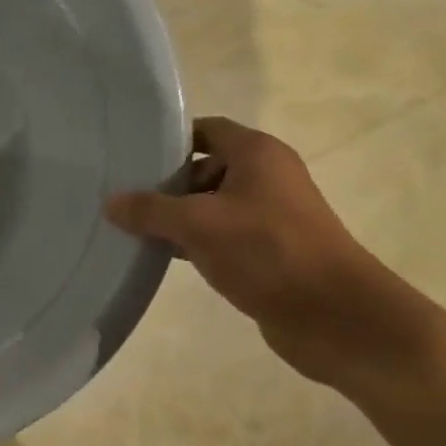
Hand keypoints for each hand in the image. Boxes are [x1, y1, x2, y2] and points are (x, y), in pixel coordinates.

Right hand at [105, 117, 409, 382]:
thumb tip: (110, 202)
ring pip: (210, 204)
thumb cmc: (266, 251)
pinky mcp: (268, 249)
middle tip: (124, 199)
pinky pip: (221, 234)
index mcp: (256, 154)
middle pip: (203, 167)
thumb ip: (150, 210)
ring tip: (133, 229)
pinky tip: (163, 256)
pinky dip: (193, 241)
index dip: (168, 139)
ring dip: (176, 217)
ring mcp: (269, 214)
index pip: (204, 129)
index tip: (131, 156)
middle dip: (165, 184)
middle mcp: (266, 176)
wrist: (334, 315)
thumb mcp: (198, 224)